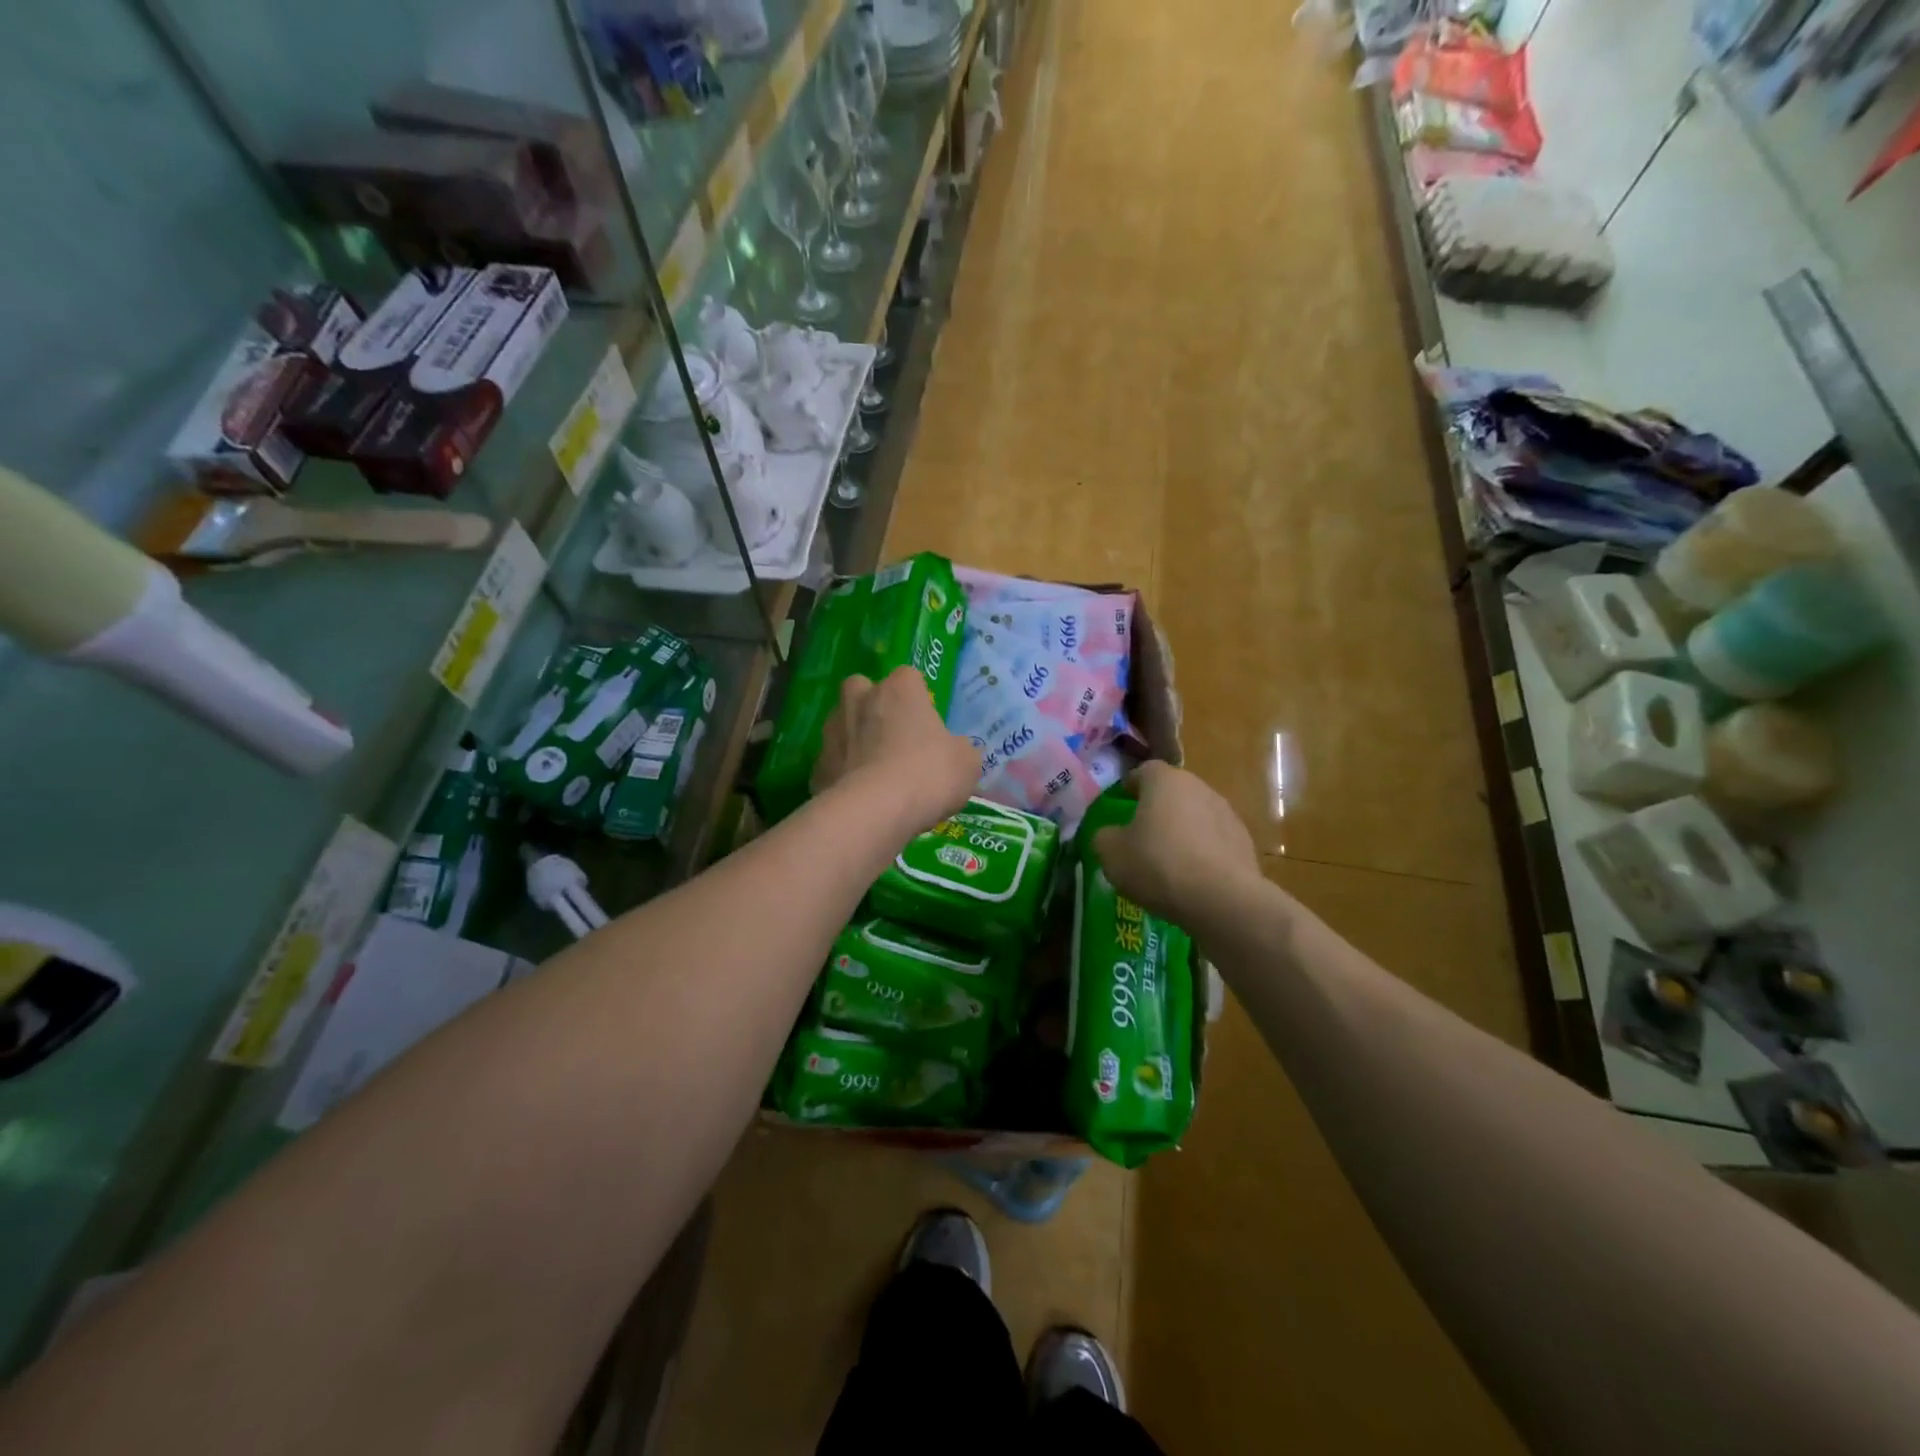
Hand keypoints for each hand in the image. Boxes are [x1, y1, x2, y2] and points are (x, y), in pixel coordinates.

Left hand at [812, 667, 980, 834]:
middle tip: (894, 739)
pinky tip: (860, 799)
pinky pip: (834, 764)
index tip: (927, 725)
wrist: (873, 812)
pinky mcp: (816, 766)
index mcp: (899, 689)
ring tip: (876, 774)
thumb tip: (952, 752)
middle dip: (874, 708)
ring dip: (855, 741)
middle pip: (864, 691)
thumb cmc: (927, 774)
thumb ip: (958, 749)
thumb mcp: (966, 763)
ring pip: (843, 726)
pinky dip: (843, 776)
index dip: (918, 700)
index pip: (909, 678)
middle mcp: (859, 699)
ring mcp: (832, 731)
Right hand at [1091, 761, 1258, 922]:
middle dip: (1158, 808)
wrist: (1222, 900)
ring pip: (1196, 815)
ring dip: (1183, 830)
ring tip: (1169, 860)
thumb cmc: (1158, 865)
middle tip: (1142, 834)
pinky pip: (1215, 841)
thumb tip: (1110, 834)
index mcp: (1165, 781)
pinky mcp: (1245, 843)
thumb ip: (1104, 837)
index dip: (1131, 786)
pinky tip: (1193, 877)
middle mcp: (1199, 788)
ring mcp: (1227, 814)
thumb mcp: (1111, 853)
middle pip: (1173, 792)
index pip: (1144, 770)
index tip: (1122, 803)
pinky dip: (1203, 852)